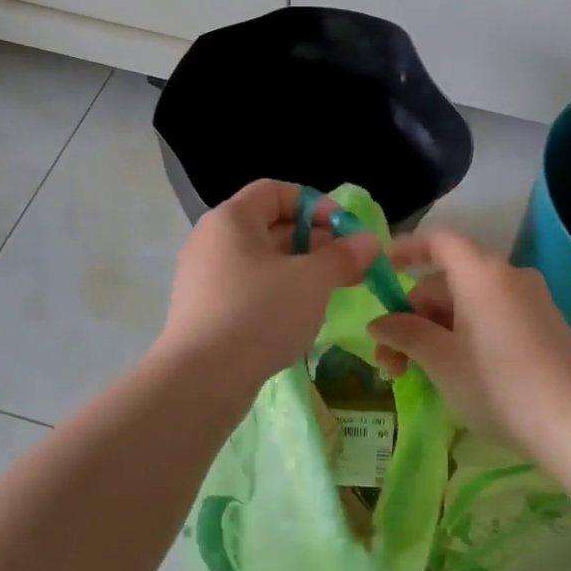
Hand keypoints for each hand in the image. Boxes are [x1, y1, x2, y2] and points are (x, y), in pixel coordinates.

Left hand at [158, 180, 378, 390]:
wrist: (202, 378)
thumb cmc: (260, 314)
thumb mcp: (312, 281)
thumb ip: (343, 256)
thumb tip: (369, 241)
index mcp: (231, 219)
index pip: (275, 191)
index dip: (315, 204)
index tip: (345, 231)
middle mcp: (212, 241)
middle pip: (269, 227)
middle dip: (314, 242)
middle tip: (348, 267)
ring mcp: (204, 278)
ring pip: (261, 262)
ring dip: (299, 272)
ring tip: (330, 293)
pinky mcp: (205, 311)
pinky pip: (248, 290)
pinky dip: (277, 295)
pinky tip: (299, 319)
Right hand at [367, 229, 570, 448]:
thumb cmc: (496, 385)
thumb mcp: (440, 360)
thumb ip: (404, 334)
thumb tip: (378, 324)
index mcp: (481, 274)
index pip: (439, 241)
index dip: (406, 249)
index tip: (380, 270)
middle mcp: (509, 277)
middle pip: (448, 282)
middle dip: (412, 317)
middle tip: (391, 362)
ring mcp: (532, 302)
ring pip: (469, 305)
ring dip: (435, 332)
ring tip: (417, 374)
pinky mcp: (546, 328)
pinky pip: (493, 318)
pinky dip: (465, 336)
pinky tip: (455, 374)